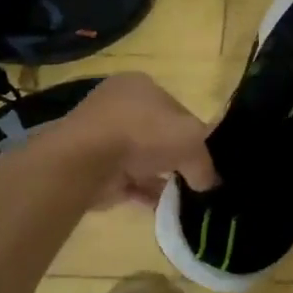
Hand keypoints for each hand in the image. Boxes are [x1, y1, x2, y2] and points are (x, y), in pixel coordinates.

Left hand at [65, 73, 218, 207]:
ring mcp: (102, 135)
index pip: (176, 108)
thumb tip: (207, 182)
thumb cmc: (142, 133)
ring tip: (181, 197)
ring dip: (159, 177)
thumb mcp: (191, 140)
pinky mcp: (93, 165)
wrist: (85, 160)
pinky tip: (161, 207)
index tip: (202, 156)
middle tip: (193, 178)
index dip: (192, 132)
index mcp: (141, 84)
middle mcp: (119, 105)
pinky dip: (143, 192)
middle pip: (157, 133)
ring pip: (141, 158)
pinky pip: (126, 180)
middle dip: (174, 157)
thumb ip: (204, 162)